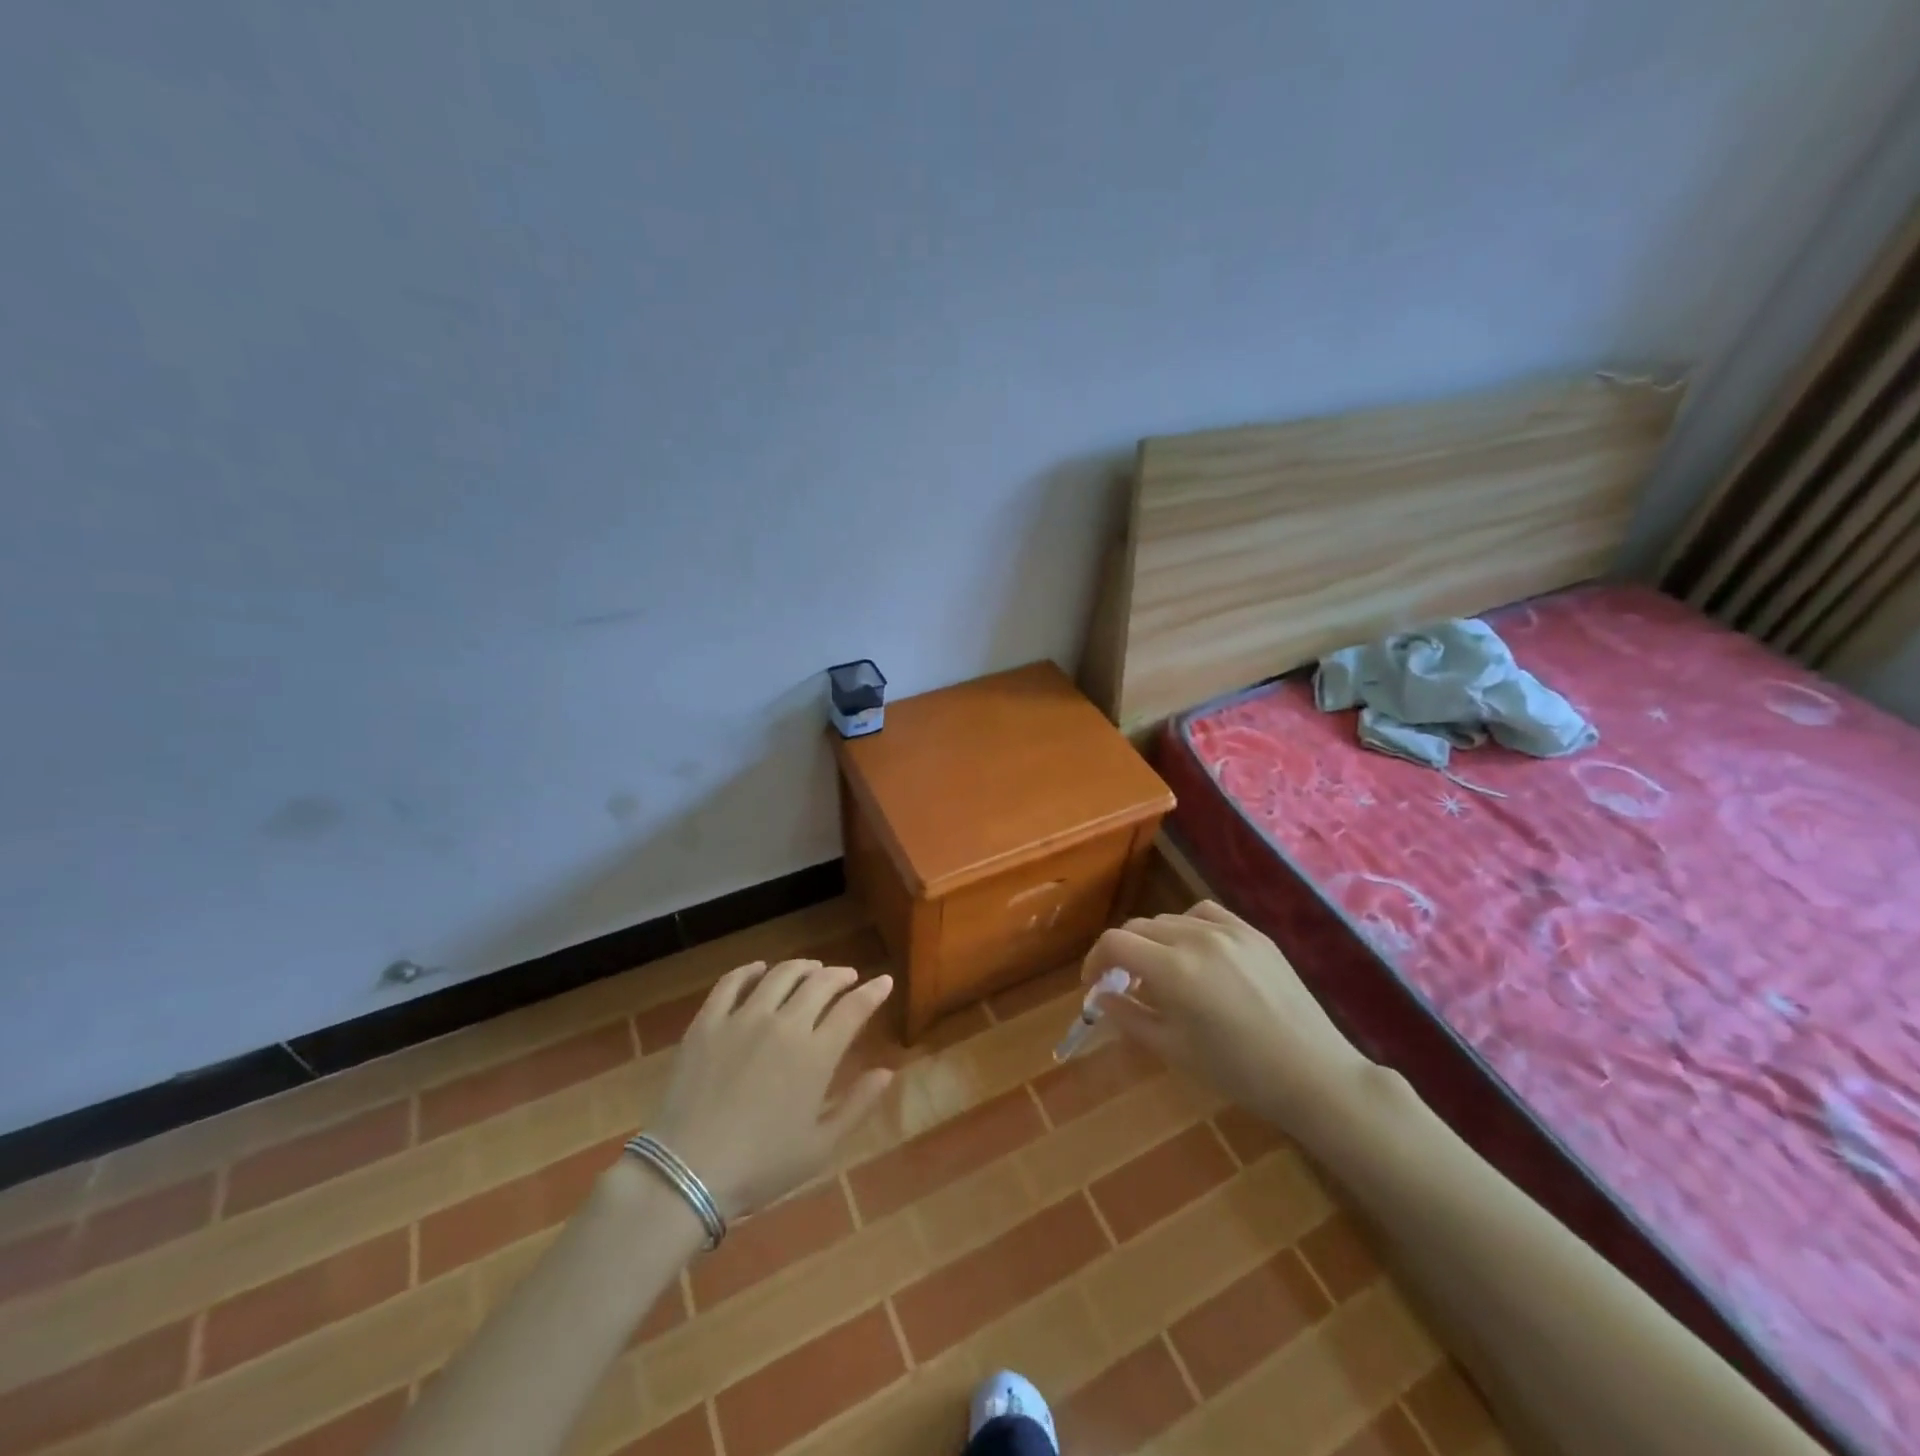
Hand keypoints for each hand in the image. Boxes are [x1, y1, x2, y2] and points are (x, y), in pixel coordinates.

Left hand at [647, 959, 894, 1219]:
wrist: (686, 1173)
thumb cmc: (761, 1167)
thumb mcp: (821, 1146)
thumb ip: (859, 1105)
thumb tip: (887, 1071)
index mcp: (816, 1054)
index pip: (854, 1008)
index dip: (873, 992)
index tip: (884, 982)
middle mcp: (784, 1024)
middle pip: (820, 983)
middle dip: (840, 975)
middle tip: (847, 977)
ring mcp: (743, 1018)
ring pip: (780, 975)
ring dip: (802, 967)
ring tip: (811, 969)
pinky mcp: (707, 1022)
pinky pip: (731, 983)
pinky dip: (749, 971)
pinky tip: (759, 970)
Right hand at [1084, 902, 1368, 1131]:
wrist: (1312, 1073)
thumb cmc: (1237, 1071)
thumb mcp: (1173, 1050)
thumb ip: (1129, 1017)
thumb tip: (1101, 998)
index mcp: (1173, 969)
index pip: (1115, 943)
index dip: (1095, 960)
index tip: (1094, 984)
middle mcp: (1196, 938)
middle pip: (1139, 927)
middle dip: (1122, 952)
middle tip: (1123, 983)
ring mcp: (1228, 930)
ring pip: (1170, 920)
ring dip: (1153, 940)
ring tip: (1161, 970)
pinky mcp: (1253, 932)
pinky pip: (1205, 914)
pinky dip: (1187, 927)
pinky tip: (1194, 951)